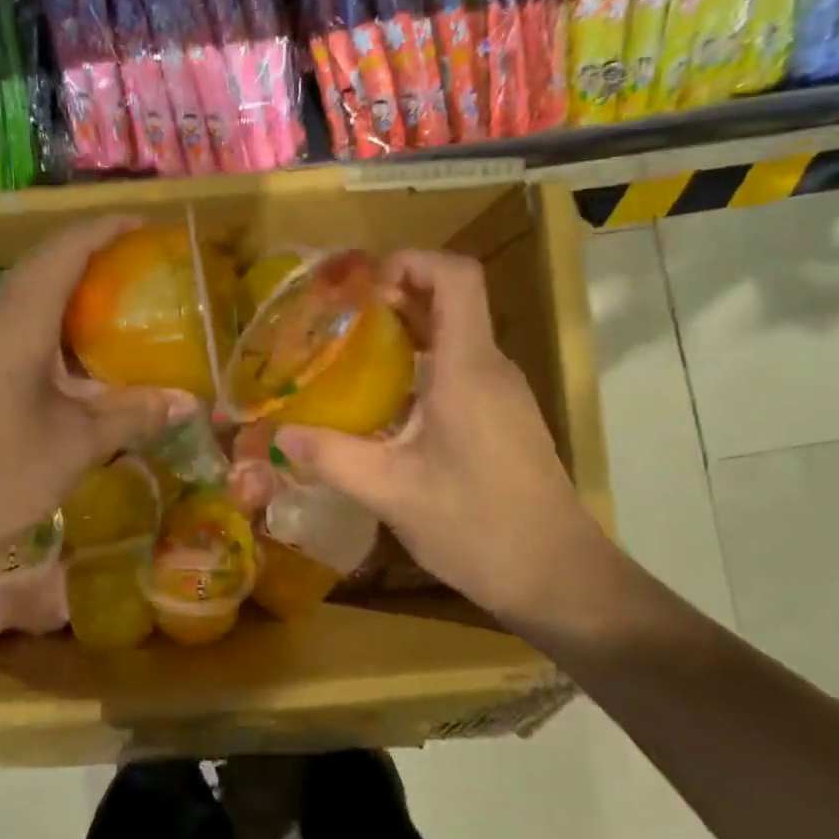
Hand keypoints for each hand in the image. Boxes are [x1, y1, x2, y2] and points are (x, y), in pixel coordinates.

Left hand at [0, 216, 190, 601]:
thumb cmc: (0, 475)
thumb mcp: (77, 444)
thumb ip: (134, 413)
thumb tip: (190, 400)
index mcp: (16, 324)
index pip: (62, 252)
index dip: (104, 230)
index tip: (145, 224)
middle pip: (43, 265)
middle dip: (92, 252)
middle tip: (142, 261)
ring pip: (28, 293)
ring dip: (72, 285)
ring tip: (121, 295)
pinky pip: (18, 322)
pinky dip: (56, 319)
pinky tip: (84, 349)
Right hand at [274, 251, 606, 633]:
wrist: (559, 578)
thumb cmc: (479, 526)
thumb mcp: (392, 493)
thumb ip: (333, 457)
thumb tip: (279, 435)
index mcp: (469, 369)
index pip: (456, 276)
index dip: (411, 260)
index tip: (362, 283)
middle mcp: (490, 369)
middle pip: (449, 302)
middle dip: (392, 297)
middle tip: (336, 318)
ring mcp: (500, 395)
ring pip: (452, 339)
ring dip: (403, 335)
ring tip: (346, 355)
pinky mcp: (500, 419)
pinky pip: (458, 372)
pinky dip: (418, 369)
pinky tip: (380, 405)